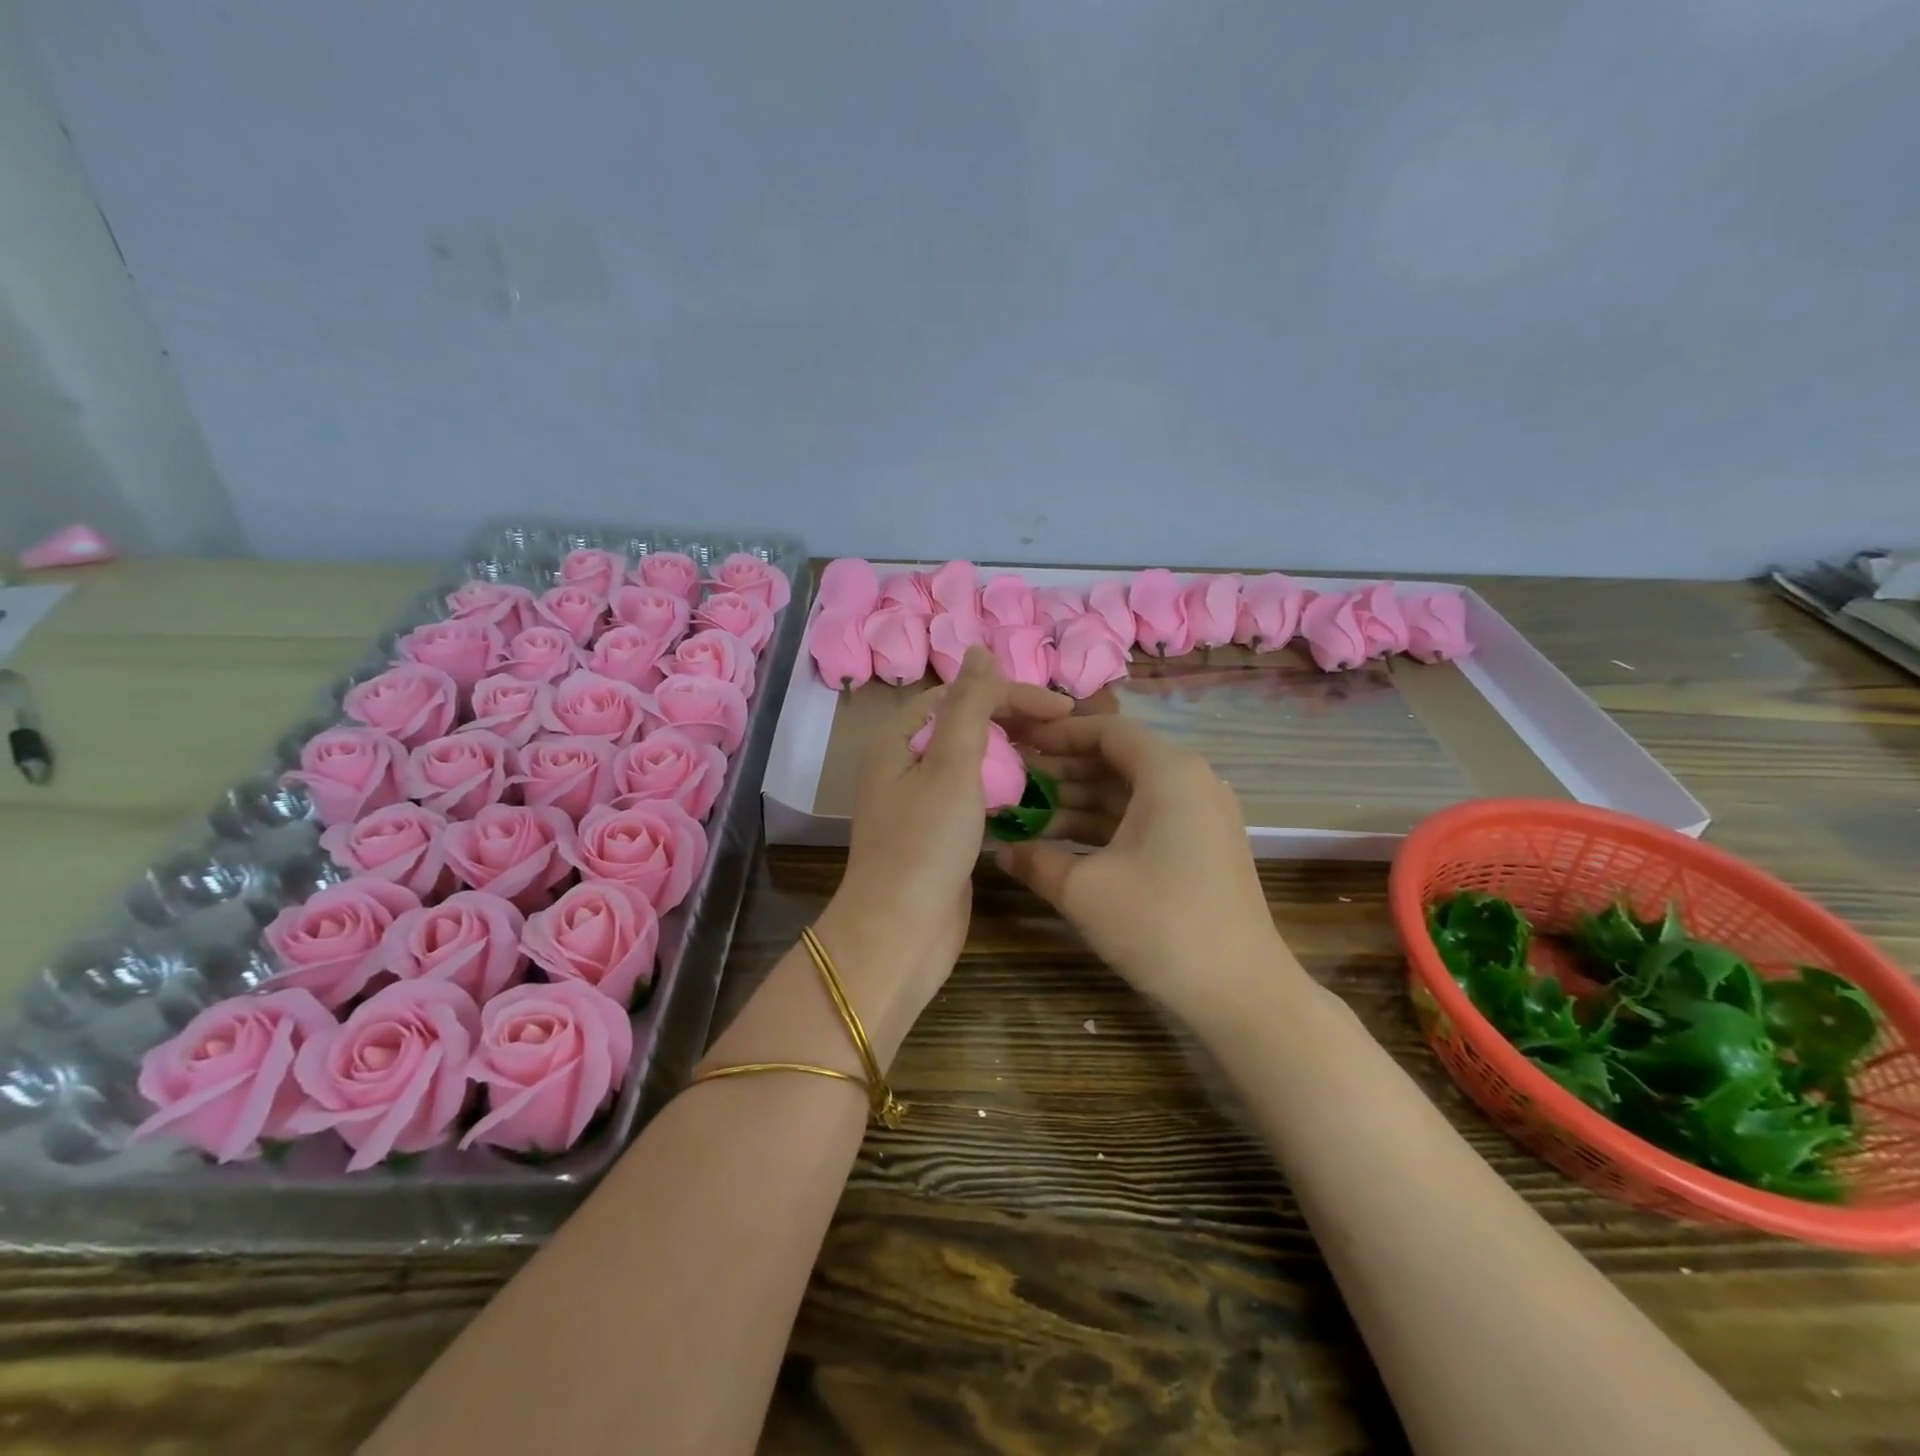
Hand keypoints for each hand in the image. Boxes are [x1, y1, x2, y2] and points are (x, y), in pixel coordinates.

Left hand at [819, 650, 1071, 1041]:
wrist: (901, 932)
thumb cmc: (925, 844)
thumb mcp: (950, 765)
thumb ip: (968, 706)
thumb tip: (978, 650)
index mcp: (900, 740)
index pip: (960, 696)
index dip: (1009, 694)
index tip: (1062, 709)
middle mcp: (906, 765)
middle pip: (966, 726)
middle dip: (1014, 723)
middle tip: (1065, 732)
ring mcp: (922, 802)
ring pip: (973, 763)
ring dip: (1012, 756)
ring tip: (1058, 758)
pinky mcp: (939, 834)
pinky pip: (975, 797)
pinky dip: (1004, 790)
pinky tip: (1036, 794)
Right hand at [996, 715, 1296, 1026]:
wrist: (1241, 991)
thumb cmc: (1160, 924)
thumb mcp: (1084, 890)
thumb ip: (1035, 860)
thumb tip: (1000, 849)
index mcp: (1169, 772)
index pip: (1106, 730)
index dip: (1057, 735)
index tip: (1017, 745)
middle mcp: (1189, 781)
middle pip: (1116, 760)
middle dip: (1062, 772)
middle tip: (1013, 785)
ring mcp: (1199, 816)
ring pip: (1128, 793)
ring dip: (1078, 803)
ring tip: (1027, 817)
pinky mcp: (1199, 847)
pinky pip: (1143, 819)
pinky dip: (1104, 827)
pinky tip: (1062, 845)